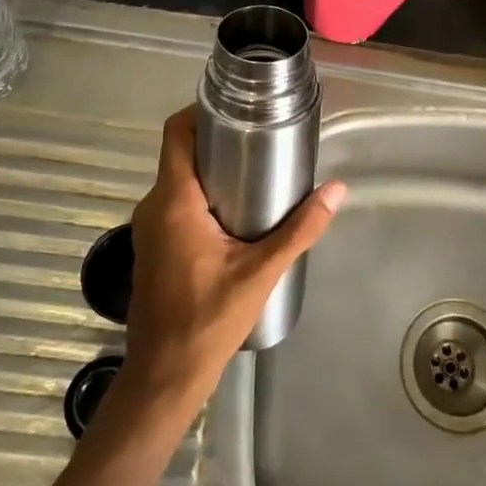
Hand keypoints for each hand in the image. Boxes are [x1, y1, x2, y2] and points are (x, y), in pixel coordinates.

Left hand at [120, 107, 344, 404]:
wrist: (164, 376)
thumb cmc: (208, 320)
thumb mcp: (261, 273)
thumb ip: (300, 230)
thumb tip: (337, 190)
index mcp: (174, 202)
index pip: (176, 134)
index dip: (200, 112)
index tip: (237, 110)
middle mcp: (153, 206)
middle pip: (181, 154)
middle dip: (217, 142)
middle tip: (260, 141)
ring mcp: (148, 228)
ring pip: (178, 180)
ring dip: (210, 171)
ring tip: (254, 174)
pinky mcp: (152, 247)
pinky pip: (175, 204)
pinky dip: (201, 196)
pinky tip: (234, 214)